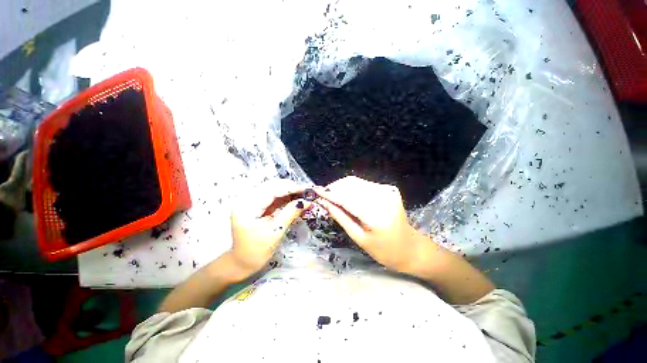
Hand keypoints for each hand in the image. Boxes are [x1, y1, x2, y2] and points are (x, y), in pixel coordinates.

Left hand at [230, 179, 311, 277]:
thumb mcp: (276, 231)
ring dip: (287, 191)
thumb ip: (291, 213)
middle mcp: (246, 200)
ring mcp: (250, 202)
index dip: (290, 187)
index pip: (271, 190)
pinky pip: (271, 196)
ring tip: (301, 196)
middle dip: (289, 187)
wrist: (242, 262)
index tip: (305, 190)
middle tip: (305, 193)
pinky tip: (293, 199)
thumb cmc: (257, 251)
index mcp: (247, 207)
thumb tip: (307, 201)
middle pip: (271, 186)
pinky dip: (283, 197)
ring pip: (272, 189)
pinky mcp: (255, 205)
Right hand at [315, 176, 422, 271]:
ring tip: (332, 196)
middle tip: (323, 195)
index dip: (329, 193)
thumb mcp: (359, 238)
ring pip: (356, 182)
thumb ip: (340, 217)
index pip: (346, 198)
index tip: (315, 190)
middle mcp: (383, 197)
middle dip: (334, 188)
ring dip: (342, 187)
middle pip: (351, 184)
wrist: (410, 247)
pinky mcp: (388, 188)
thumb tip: (324, 202)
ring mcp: (387, 190)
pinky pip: (364, 184)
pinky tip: (347, 196)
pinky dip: (352, 188)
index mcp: (376, 214)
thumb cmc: (384, 250)